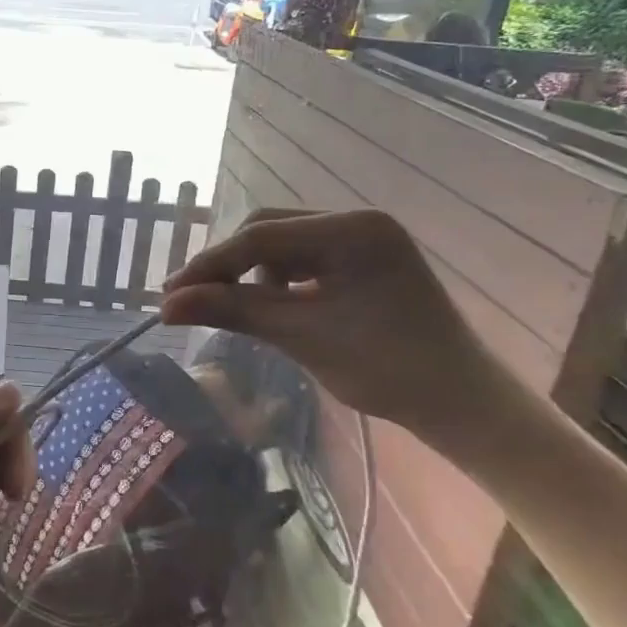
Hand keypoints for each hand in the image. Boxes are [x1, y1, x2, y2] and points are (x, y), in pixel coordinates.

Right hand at [160, 209, 506, 441]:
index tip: (168, 295)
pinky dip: (279, 283)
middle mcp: (357, 221)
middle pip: (269, 231)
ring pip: (283, 245)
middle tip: (191, 300)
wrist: (461, 405)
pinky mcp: (365, 262)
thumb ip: (232, 311)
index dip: (209, 266)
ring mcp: (364, 240)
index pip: (260, 237)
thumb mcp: (300, 336)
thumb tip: (165, 306)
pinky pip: (306, 261)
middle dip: (228, 266)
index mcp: (352, 229)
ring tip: (235, 309)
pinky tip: (272, 307)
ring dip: (252, 274)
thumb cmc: (386, 369)